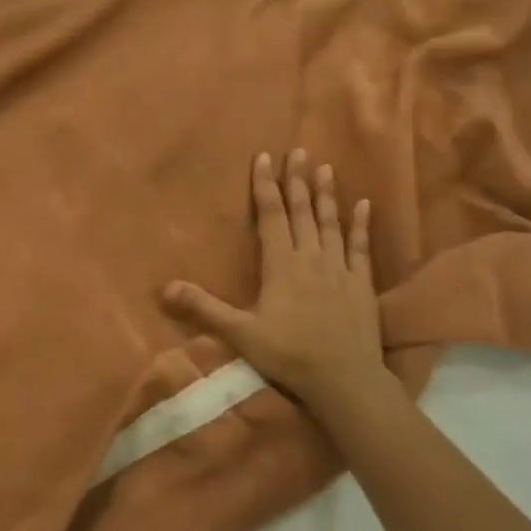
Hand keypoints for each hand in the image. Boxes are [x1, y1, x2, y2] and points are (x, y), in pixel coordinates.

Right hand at [164, 150, 388, 423]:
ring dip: (326, 195)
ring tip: (325, 168)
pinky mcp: (362, 283)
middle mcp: (311, 257)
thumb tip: (166, 287)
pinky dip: (360, 225)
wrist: (345, 380)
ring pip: (331, 223)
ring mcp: (340, 268)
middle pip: (302, 211)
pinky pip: (361, 247)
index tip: (263, 157)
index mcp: (282, 265)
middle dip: (297, 180)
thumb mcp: (240, 333)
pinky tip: (364, 205)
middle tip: (298, 151)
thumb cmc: (289, 354)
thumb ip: (204, 308)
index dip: (265, 185)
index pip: (272, 215)